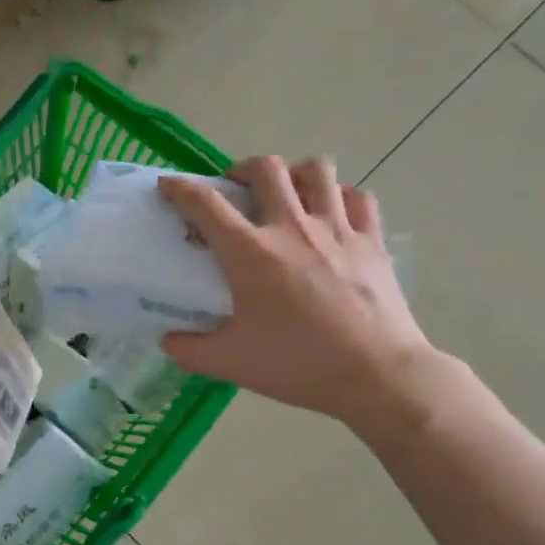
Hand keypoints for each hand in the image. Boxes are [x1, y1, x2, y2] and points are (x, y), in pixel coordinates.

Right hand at [157, 156, 440, 430]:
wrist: (376, 375)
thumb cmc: (296, 365)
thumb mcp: (229, 363)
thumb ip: (189, 349)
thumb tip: (168, 340)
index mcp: (250, 253)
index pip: (205, 204)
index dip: (180, 188)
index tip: (168, 185)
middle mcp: (291, 228)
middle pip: (266, 169)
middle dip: (242, 169)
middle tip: (236, 190)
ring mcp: (337, 229)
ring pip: (316, 170)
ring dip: (294, 173)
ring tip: (286, 192)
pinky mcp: (372, 240)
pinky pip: (358, 197)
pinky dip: (340, 195)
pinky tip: (332, 212)